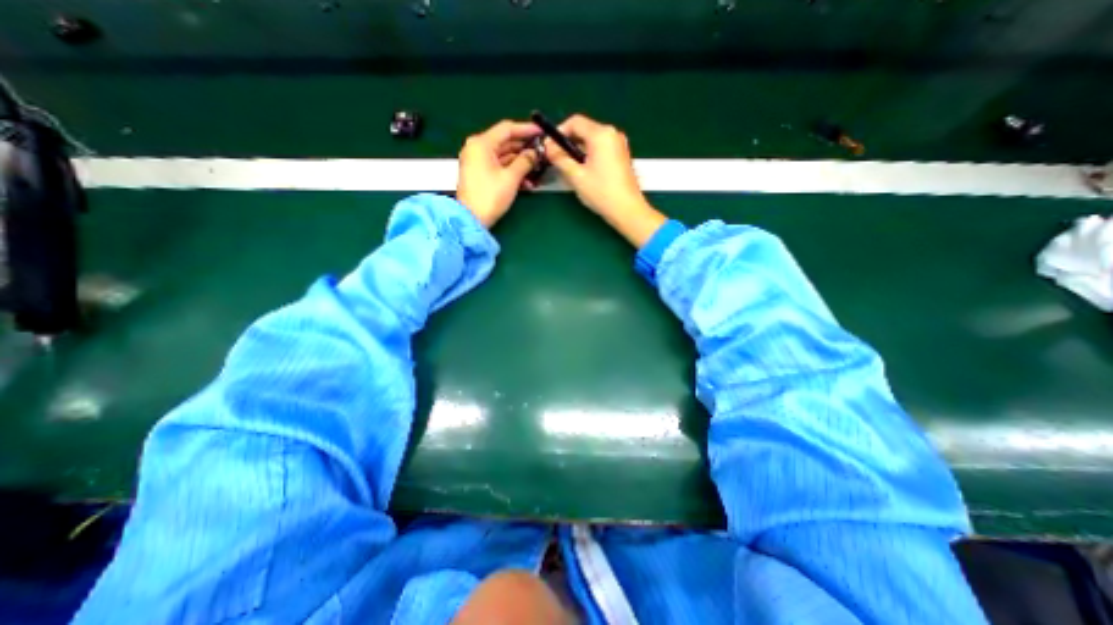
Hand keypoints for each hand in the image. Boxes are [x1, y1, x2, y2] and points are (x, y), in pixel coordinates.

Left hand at [457, 120, 544, 227]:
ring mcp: (477, 162)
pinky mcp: (479, 174)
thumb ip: (525, 162)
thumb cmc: (489, 197)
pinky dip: (512, 172)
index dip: (526, 129)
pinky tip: (526, 182)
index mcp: (481, 144)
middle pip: (505, 142)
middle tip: (541, 152)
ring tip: (537, 169)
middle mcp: (477, 149)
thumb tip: (534, 153)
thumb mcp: (511, 178)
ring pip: (503, 156)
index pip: (507, 129)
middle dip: (524, 148)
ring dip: (520, 163)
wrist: (472, 219)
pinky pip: (498, 167)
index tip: (540, 132)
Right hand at [545, 115, 664, 245]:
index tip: (549, 146)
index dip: (559, 132)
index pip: (575, 122)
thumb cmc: (601, 192)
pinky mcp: (621, 156)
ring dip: (578, 149)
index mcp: (601, 134)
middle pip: (584, 129)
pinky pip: (601, 148)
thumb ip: (560, 159)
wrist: (627, 210)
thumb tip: (549, 148)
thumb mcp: (576, 176)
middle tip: (556, 158)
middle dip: (568, 141)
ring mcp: (619, 144)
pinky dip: (589, 154)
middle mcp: (612, 134)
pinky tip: (583, 170)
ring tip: (567, 166)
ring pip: (592, 140)